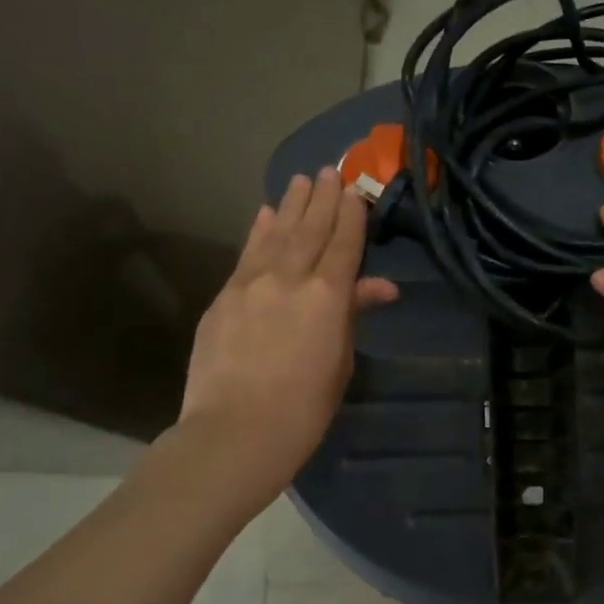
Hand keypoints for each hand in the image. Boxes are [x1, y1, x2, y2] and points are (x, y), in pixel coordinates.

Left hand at [174, 168, 397, 511]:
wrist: (235, 432)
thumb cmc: (304, 410)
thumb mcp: (340, 363)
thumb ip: (353, 316)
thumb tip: (379, 288)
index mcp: (327, 296)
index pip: (344, 245)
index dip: (351, 216)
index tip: (355, 191)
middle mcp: (289, 278)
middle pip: (310, 229)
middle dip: (323, 199)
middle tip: (330, 170)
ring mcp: (251, 284)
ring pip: (276, 234)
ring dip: (291, 206)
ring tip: (301, 181)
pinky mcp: (224, 297)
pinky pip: (246, 254)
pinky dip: (258, 231)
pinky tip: (265, 214)